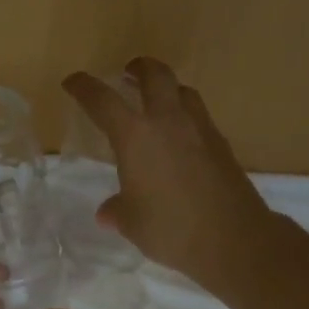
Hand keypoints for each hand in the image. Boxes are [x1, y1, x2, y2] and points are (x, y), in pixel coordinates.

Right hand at [62, 57, 279, 293]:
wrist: (237, 240)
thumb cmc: (172, 228)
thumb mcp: (133, 223)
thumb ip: (117, 211)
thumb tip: (107, 213)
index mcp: (135, 135)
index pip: (102, 100)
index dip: (83, 87)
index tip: (72, 82)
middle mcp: (168, 121)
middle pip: (156, 75)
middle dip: (139, 67)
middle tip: (128, 72)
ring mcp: (200, 129)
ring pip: (183, 91)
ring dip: (167, 89)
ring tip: (157, 102)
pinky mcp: (222, 145)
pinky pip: (199, 117)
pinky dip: (185, 116)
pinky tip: (181, 139)